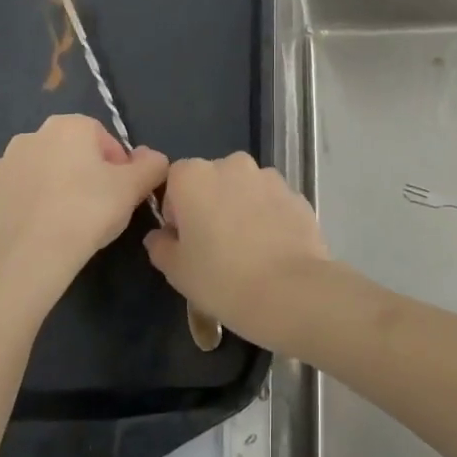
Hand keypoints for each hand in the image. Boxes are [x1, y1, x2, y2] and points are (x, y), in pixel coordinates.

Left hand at [0, 114, 167, 314]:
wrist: (28, 259)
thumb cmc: (87, 213)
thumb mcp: (134, 188)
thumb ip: (152, 164)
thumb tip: (152, 157)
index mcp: (68, 126)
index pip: (102, 139)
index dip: (117, 166)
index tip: (120, 194)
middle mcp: (30, 136)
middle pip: (69, 154)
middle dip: (83, 175)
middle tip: (95, 210)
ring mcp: (0, 166)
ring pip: (39, 174)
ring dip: (53, 190)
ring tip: (65, 224)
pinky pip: (12, 197)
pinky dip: (25, 209)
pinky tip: (38, 233)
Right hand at [144, 154, 329, 349]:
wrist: (290, 291)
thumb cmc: (222, 279)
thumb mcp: (177, 271)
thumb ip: (160, 246)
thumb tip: (160, 236)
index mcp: (194, 176)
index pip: (175, 180)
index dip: (176, 210)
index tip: (185, 239)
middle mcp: (231, 165)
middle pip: (212, 179)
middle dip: (210, 204)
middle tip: (215, 245)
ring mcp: (268, 176)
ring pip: (245, 188)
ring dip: (241, 207)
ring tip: (248, 249)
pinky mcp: (296, 193)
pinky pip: (272, 201)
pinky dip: (268, 216)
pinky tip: (272, 249)